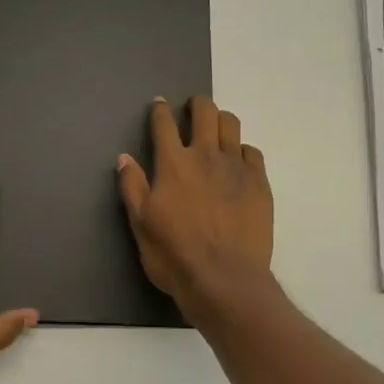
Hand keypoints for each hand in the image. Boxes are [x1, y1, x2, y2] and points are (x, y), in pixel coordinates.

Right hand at [117, 95, 272, 321]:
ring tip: (217, 128)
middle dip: (197, 104)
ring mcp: (236, 167)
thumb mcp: (140, 223)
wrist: (224, 279)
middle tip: (193, 108)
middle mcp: (205, 156)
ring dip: (221, 120)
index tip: (159, 104)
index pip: (164, 124)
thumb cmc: (174, 254)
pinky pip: (252, 152)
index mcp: (173, 164)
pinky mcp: (259, 183)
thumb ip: (132, 186)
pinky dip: (242, 150)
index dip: (160, 110)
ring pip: (231, 125)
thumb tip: (124, 157)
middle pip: (205, 113)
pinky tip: (238, 161)